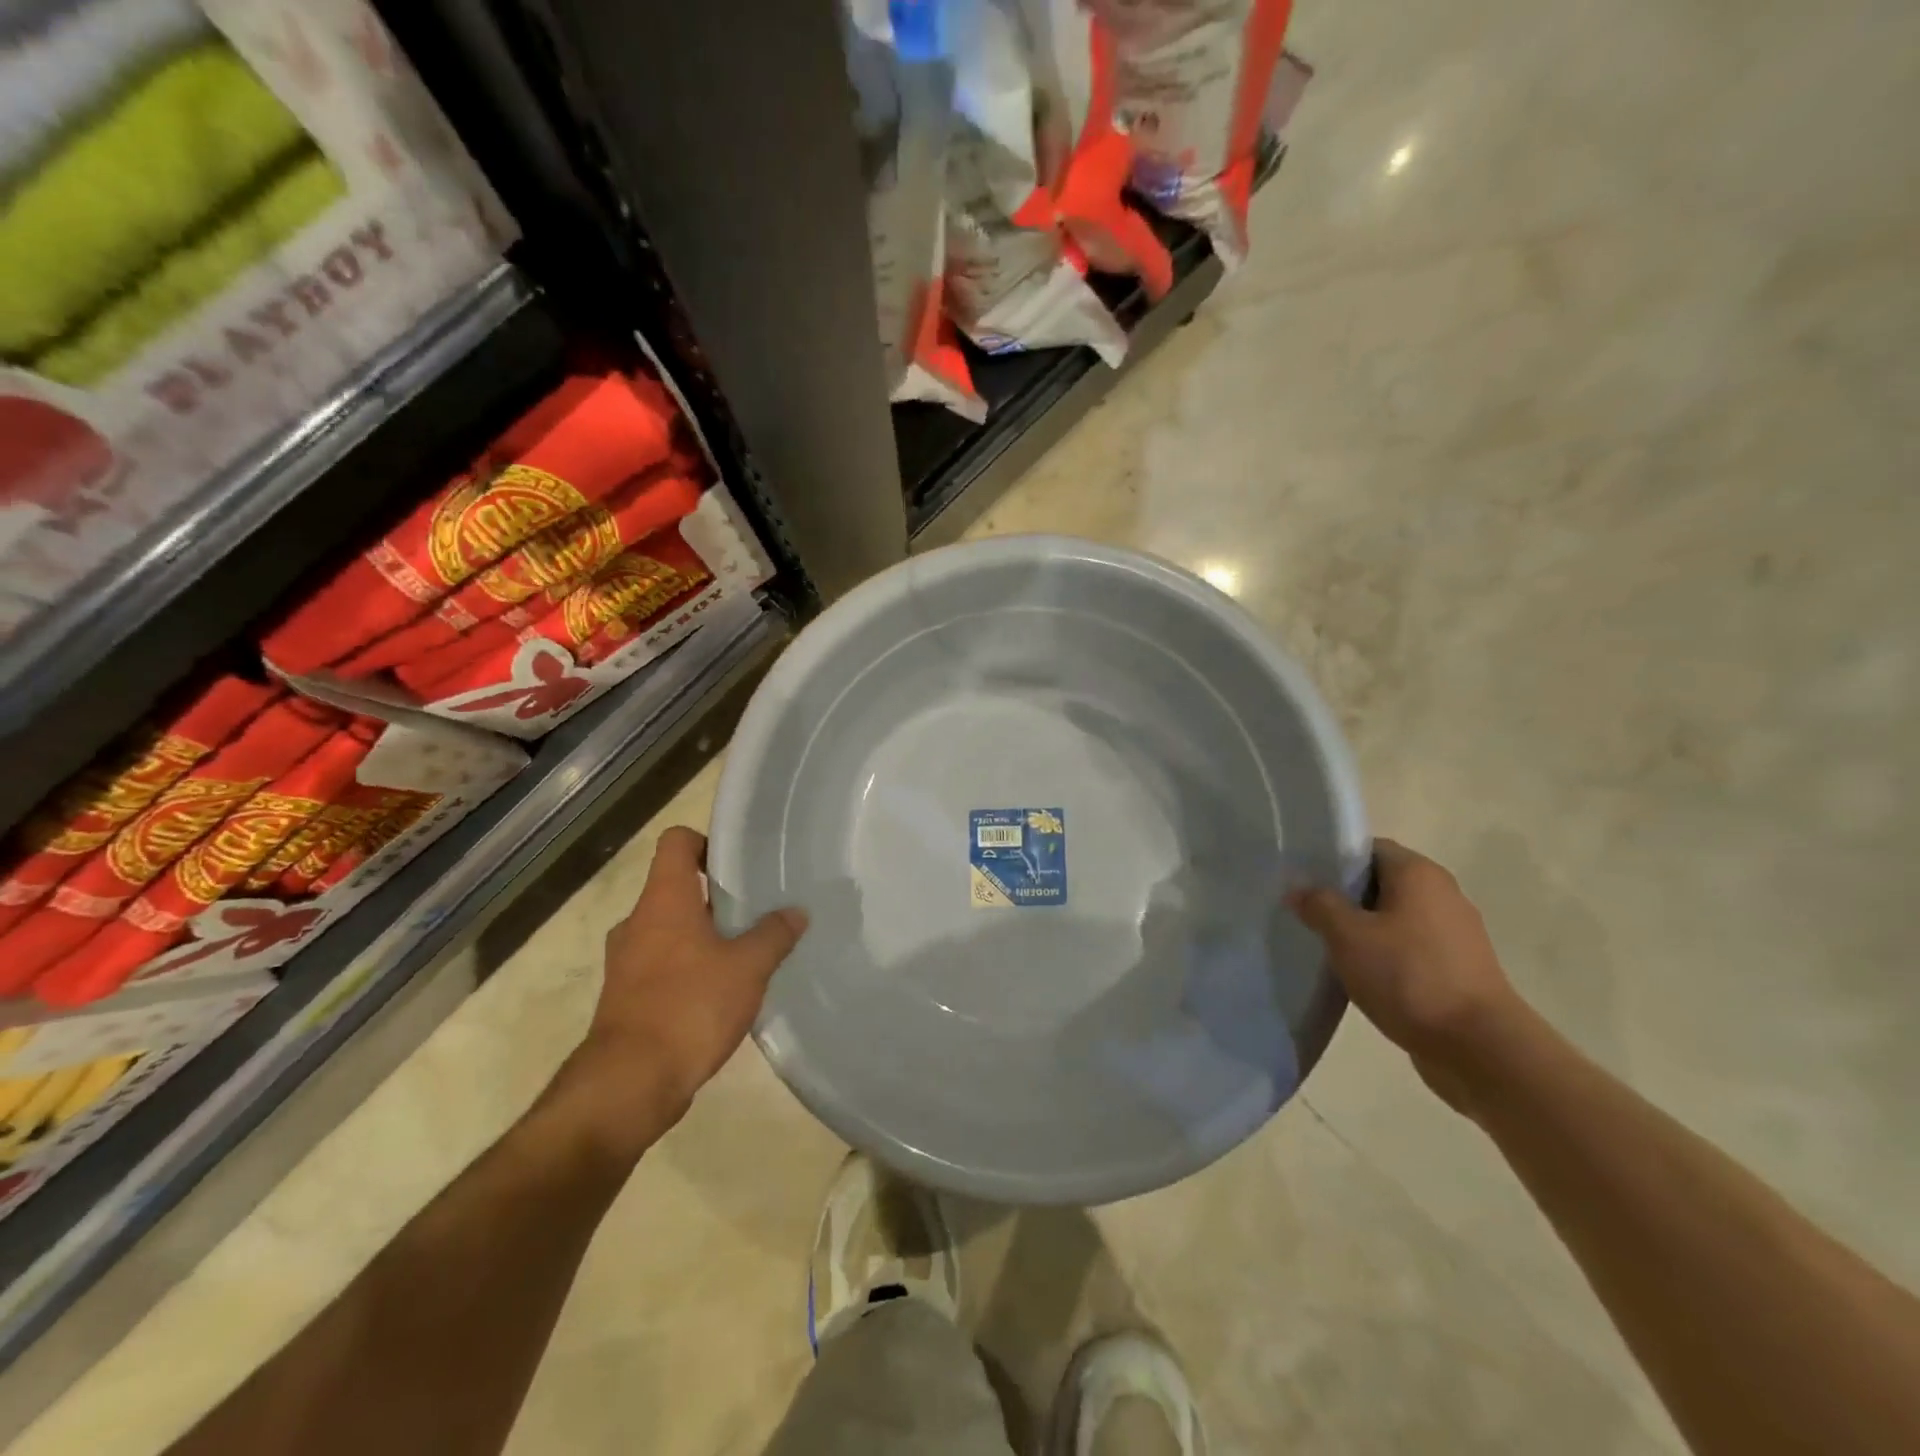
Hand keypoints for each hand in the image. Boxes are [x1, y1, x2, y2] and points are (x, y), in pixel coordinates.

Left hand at [563, 827, 806, 1153]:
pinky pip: (660, 964)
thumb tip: (796, 912)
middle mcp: (638, 922)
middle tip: (755, 909)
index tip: (737, 864)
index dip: (705, 842)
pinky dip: (688, 967)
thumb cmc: (690, 1006)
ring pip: (668, 929)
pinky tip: (720, 991)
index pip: (675, 842)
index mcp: (663, 900)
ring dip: (702, 935)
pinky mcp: (625, 996)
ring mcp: (626, 961)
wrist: (629, 1083)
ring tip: (744, 952)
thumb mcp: (748, 967)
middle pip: (675, 887)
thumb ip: (774, 934)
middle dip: (714, 896)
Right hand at [1289, 839, 1529, 1111]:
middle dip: (1345, 896)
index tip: (1304, 880)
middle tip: (1308, 914)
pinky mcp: (1459, 967)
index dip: (1333, 859)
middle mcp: (1442, 893)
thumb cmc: (1409, 977)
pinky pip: (1411, 947)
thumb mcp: (1348, 936)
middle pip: (1381, 882)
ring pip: (1395, 917)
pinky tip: (1362, 975)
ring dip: (1364, 928)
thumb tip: (1297, 886)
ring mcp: (1455, 933)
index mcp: (1418, 874)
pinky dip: (1386, 954)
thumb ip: (1319, 904)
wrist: (1479, 1048)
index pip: (1368, 848)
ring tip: (1330, 947)